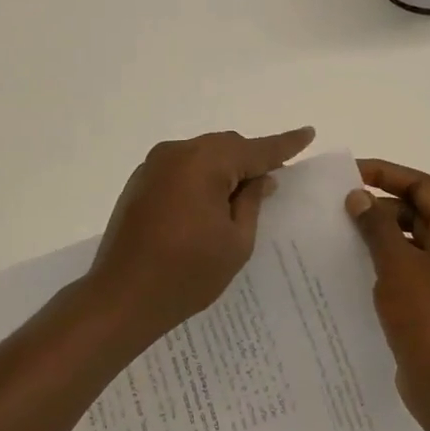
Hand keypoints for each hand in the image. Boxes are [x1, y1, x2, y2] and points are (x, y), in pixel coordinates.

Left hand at [85, 127, 316, 343]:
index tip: (308, 133)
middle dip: (251, 160)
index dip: (284, 145)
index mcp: (203, 163)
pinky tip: (210, 202)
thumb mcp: (236, 241)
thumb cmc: (187, 273)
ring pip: (202, 155)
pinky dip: (201, 178)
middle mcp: (176, 153)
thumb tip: (261, 177)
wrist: (122, 297)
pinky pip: (181, 169)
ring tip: (244, 195)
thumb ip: (252, 201)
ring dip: (225, 169)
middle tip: (275, 180)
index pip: (255, 149)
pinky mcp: (139, 183)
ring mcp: (152, 166)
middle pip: (225, 147)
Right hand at [346, 159, 429, 430]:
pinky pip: (412, 273)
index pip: (425, 187)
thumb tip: (358, 196)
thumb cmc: (429, 319)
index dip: (388, 174)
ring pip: (415, 245)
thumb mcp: (397, 265)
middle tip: (341, 210)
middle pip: (421, 214)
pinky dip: (388, 266)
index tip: (351, 174)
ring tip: (343, 238)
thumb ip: (376, 226)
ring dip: (382, 238)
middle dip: (382, 208)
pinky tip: (357, 272)